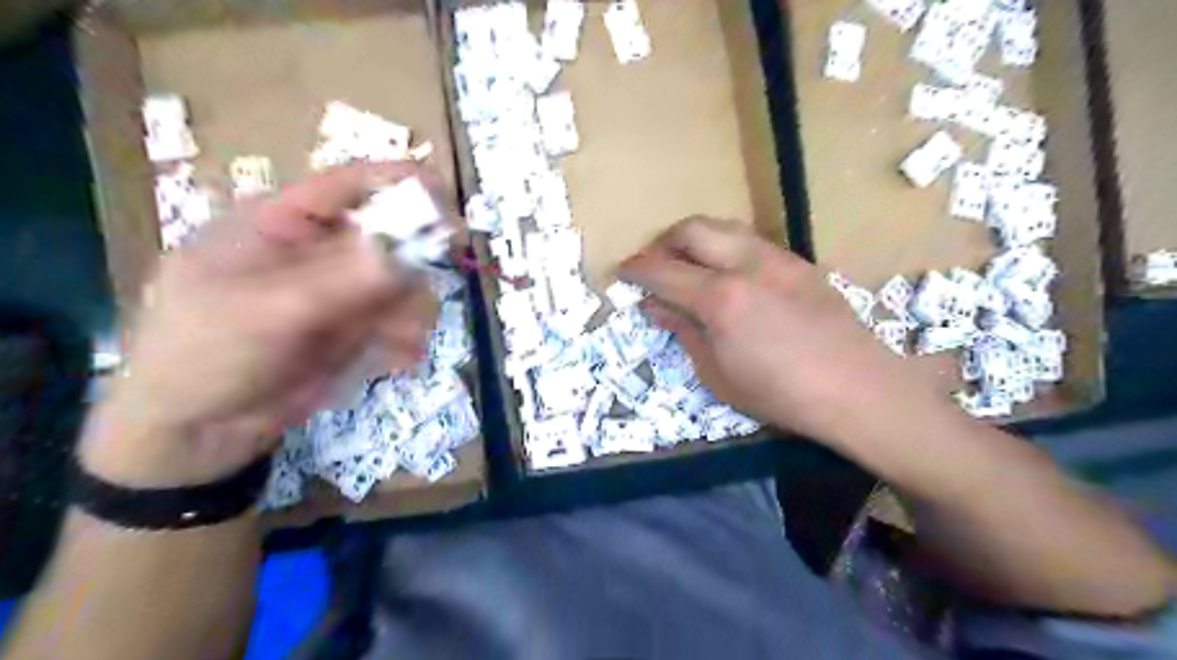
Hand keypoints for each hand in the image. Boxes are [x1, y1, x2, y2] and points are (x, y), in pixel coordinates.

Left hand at [82, 163, 447, 482]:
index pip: (353, 184)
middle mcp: (319, 250)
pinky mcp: (354, 328)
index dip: (406, 188)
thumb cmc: (204, 355)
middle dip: (412, 271)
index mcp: (283, 222)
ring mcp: (340, 291)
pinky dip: (407, 339)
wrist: (193, 435)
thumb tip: (414, 244)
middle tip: (415, 304)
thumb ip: (344, 278)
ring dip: (412, 313)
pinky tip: (400, 361)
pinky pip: (400, 321)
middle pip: (393, 238)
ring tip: (400, 343)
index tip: (450, 216)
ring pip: (404, 284)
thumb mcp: (269, 311)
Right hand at [624, 215, 945, 449]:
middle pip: (691, 229)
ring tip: (686, 264)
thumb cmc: (779, 393)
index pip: (663, 270)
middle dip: (662, 241)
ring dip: (695, 239)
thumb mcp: (717, 374)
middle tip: (652, 265)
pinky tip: (726, 273)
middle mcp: (746, 264)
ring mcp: (776, 257)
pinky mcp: (798, 262)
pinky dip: (725, 247)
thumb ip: (684, 332)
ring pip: (723, 227)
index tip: (621, 272)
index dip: (636, 269)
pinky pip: (750, 241)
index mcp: (721, 297)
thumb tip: (656, 307)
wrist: (856, 388)